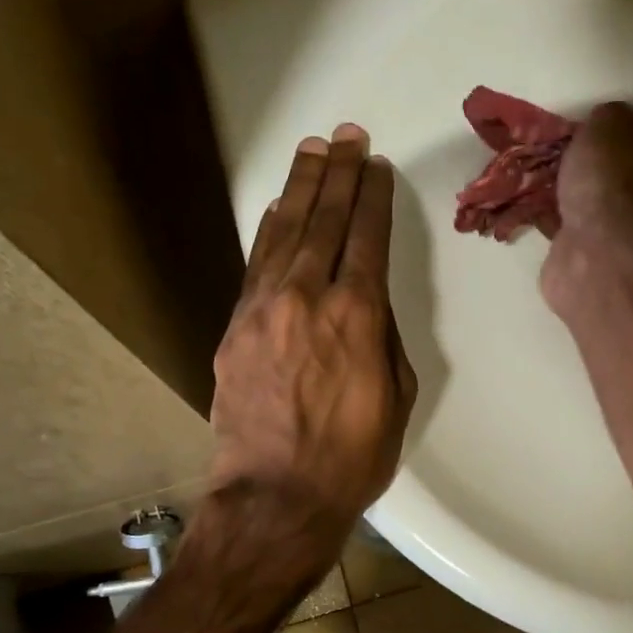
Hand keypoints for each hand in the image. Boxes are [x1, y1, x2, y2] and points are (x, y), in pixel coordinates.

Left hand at [207, 124, 417, 567]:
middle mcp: (308, 297)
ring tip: (313, 153)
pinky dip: (269, 231)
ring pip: (284, 232)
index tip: (377, 166)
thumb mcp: (396, 396)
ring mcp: (264, 309)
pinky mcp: (236, 327)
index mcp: (358, 316)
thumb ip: (384, 338)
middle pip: (324, 220)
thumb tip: (368, 304)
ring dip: (300, 189)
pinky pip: (256, 264)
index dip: (374, 197)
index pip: (367, 237)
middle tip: (346, 136)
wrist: (277, 496)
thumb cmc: (353, 456)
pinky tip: (277, 209)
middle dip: (338, 174)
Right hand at [553, 101, 632, 248]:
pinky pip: (578, 228)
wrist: (602, 257)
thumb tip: (610, 125)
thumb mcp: (611, 122)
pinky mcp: (602, 258)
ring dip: (587, 191)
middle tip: (587, 141)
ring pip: (610, 201)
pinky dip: (560, 219)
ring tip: (553, 171)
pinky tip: (536, 204)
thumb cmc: (619, 178)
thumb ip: (611, 118)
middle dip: (620, 158)